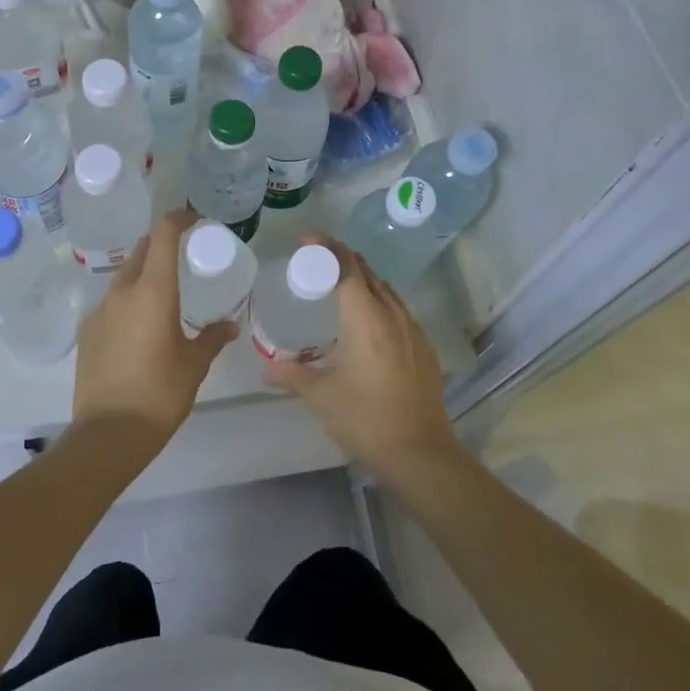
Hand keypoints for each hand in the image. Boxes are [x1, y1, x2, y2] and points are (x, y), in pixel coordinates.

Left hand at [71, 208, 237, 452]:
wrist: (107, 435)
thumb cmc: (160, 394)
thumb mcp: (194, 365)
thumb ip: (212, 338)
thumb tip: (230, 325)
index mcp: (153, 292)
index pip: (162, 235)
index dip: (178, 219)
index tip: (194, 220)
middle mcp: (122, 292)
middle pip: (141, 250)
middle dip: (161, 245)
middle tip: (183, 257)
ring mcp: (99, 311)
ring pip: (124, 276)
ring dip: (143, 274)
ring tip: (163, 295)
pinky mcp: (86, 332)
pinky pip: (111, 303)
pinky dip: (128, 301)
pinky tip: (139, 328)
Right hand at [263, 237, 462, 485]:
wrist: (420, 451)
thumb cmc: (365, 417)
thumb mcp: (321, 395)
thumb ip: (292, 374)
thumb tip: (265, 369)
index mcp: (365, 316)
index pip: (346, 266)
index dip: (327, 247)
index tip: (308, 239)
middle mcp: (391, 313)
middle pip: (367, 272)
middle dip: (344, 258)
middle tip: (319, 259)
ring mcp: (412, 329)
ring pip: (386, 290)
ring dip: (364, 279)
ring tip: (342, 285)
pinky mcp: (424, 347)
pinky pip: (398, 310)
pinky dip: (379, 302)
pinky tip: (369, 322)